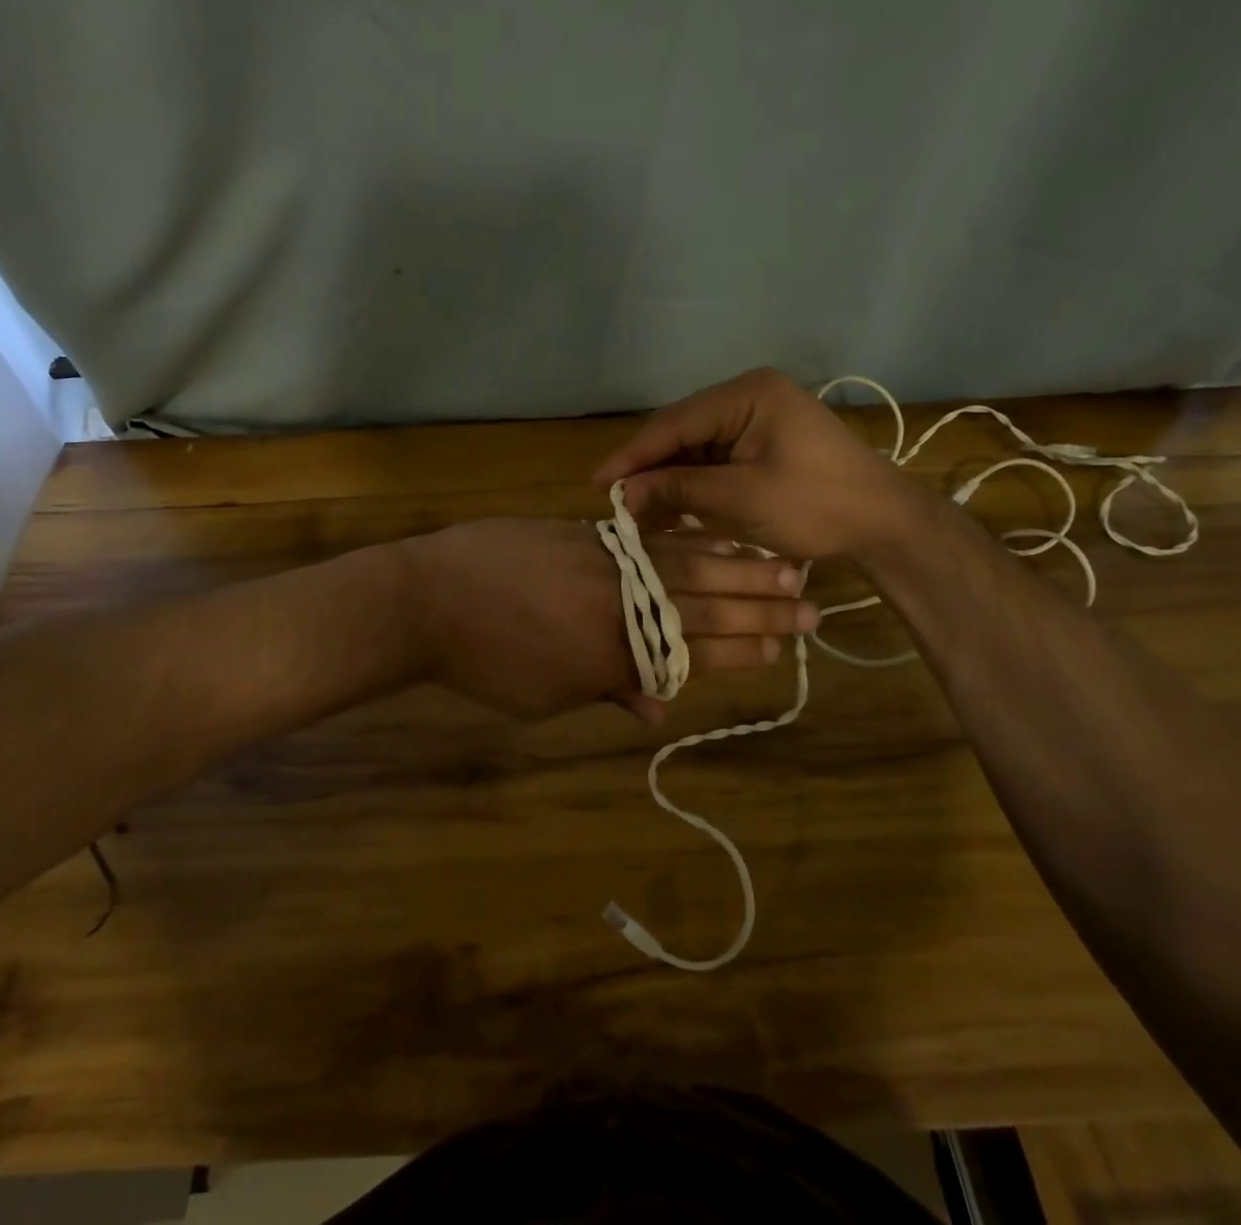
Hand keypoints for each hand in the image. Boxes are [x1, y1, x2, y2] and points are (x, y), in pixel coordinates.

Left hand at [401, 518, 816, 722]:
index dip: (739, 651)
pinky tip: (713, 532)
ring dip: (736, 565)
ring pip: (683, 563)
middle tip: (811, 605)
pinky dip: (685, 537)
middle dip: (759, 608)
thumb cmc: (482, 662)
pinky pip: (646, 536)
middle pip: (701, 605)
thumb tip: (656, 709)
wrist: (429, 597)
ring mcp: (604, 562)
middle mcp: (620, 604)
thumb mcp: (544, 696)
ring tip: (783, 563)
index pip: (692, 654)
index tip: (782, 649)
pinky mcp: (584, 532)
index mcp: (613, 656)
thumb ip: (606, 692)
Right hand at [592, 367, 919, 560]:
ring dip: (669, 478)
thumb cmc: (818, 505)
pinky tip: (671, 506)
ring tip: (637, 509)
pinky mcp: (762, 442)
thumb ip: (678, 489)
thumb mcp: (741, 498)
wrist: (884, 525)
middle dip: (650, 467)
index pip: (674, 422)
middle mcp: (748, 396)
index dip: (633, 455)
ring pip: (694, 447)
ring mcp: (757, 419)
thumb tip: (622, 494)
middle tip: (615, 500)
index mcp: (748, 394)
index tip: (598, 482)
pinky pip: (714, 459)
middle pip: (681, 431)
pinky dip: (693, 483)